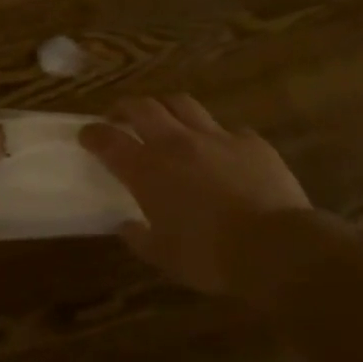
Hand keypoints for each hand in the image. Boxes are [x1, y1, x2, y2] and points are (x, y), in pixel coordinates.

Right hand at [81, 95, 312, 295]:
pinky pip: (228, 129)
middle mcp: (176, 143)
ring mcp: (216, 137)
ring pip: (183, 105)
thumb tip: (127, 226)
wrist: (276, 248)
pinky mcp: (251, 142)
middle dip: (125, 107)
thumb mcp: (164, 257)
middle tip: (120, 117)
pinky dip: (216, 136)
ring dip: (167, 108)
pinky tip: (220, 150)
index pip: (109, 140)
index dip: (93, 134)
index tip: (86, 134)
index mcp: (148, 170)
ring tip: (165, 120)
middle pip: (143, 107)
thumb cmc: (210, 257)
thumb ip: (140, 238)